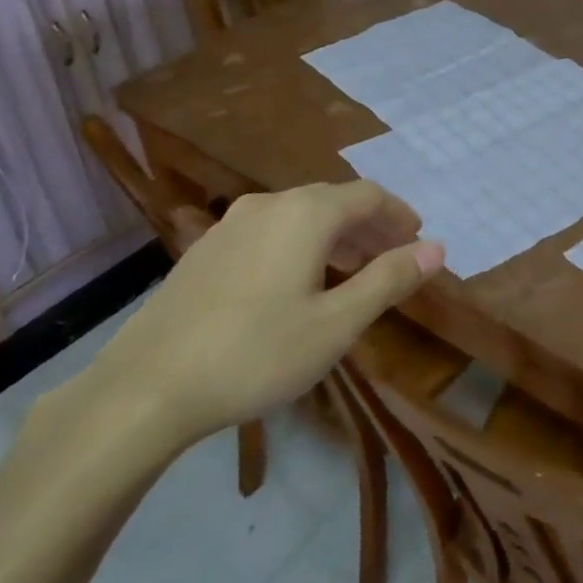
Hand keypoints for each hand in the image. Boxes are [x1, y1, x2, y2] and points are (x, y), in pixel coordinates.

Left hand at [72, 182, 444, 455]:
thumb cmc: (255, 354)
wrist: (145, 386)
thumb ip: (388, 280)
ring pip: (299, 216)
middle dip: (369, 227)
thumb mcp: (336, 324)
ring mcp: (231, 224)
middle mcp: (270, 203)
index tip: (418, 238)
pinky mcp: (205, 249)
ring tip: (351, 272)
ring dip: (334, 236)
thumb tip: (436, 248)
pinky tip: (295, 283)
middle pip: (333, 201)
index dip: (398, 215)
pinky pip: (269, 231)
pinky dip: (299, 245)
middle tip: (392, 258)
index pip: (368, 196)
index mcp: (306, 213)